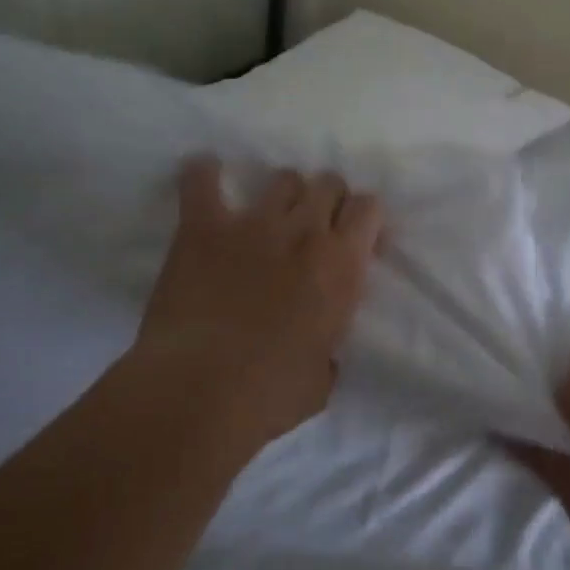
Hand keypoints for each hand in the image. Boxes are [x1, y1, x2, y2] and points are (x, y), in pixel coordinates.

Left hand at [133, 157, 383, 449]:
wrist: (200, 391)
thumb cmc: (270, 394)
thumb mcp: (323, 377)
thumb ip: (328, 348)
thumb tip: (320, 349)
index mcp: (342, 265)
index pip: (369, 207)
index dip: (363, 219)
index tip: (354, 241)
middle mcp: (305, 231)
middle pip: (328, 182)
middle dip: (326, 200)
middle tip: (312, 229)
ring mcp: (253, 223)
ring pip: (282, 177)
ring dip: (282, 194)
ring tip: (268, 217)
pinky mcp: (203, 226)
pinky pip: (201, 180)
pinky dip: (203, 174)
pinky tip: (205, 175)